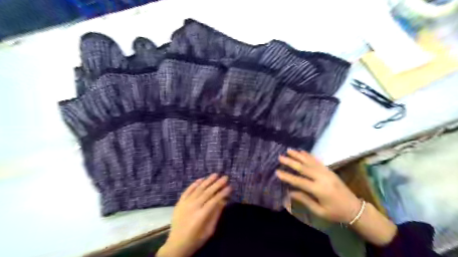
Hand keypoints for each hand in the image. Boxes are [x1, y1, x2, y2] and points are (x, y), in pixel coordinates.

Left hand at [157, 174, 230, 255]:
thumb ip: (216, 214)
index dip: (223, 193)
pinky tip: (201, 179)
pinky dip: (194, 184)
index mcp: (201, 215)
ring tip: (215, 174)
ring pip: (198, 189)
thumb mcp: (209, 230)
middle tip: (225, 177)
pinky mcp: (179, 202)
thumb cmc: (196, 239)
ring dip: (207, 181)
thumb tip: (224, 200)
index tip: (230, 186)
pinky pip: (187, 190)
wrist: (176, 244)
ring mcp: (185, 203)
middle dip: (217, 184)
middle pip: (207, 192)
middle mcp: (193, 206)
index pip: (214, 200)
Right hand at [276, 150, 360, 223]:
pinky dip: (309, 156)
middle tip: (280, 157)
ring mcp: (327, 172)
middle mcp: (322, 178)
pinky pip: (317, 161)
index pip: (299, 181)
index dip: (288, 176)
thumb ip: (304, 200)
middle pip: (304, 168)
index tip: (277, 171)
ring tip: (289, 150)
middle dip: (291, 162)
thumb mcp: (319, 211)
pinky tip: (302, 152)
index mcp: (319, 190)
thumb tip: (290, 192)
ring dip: (299, 155)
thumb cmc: (335, 213)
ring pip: (310, 162)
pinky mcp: (329, 170)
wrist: (355, 208)